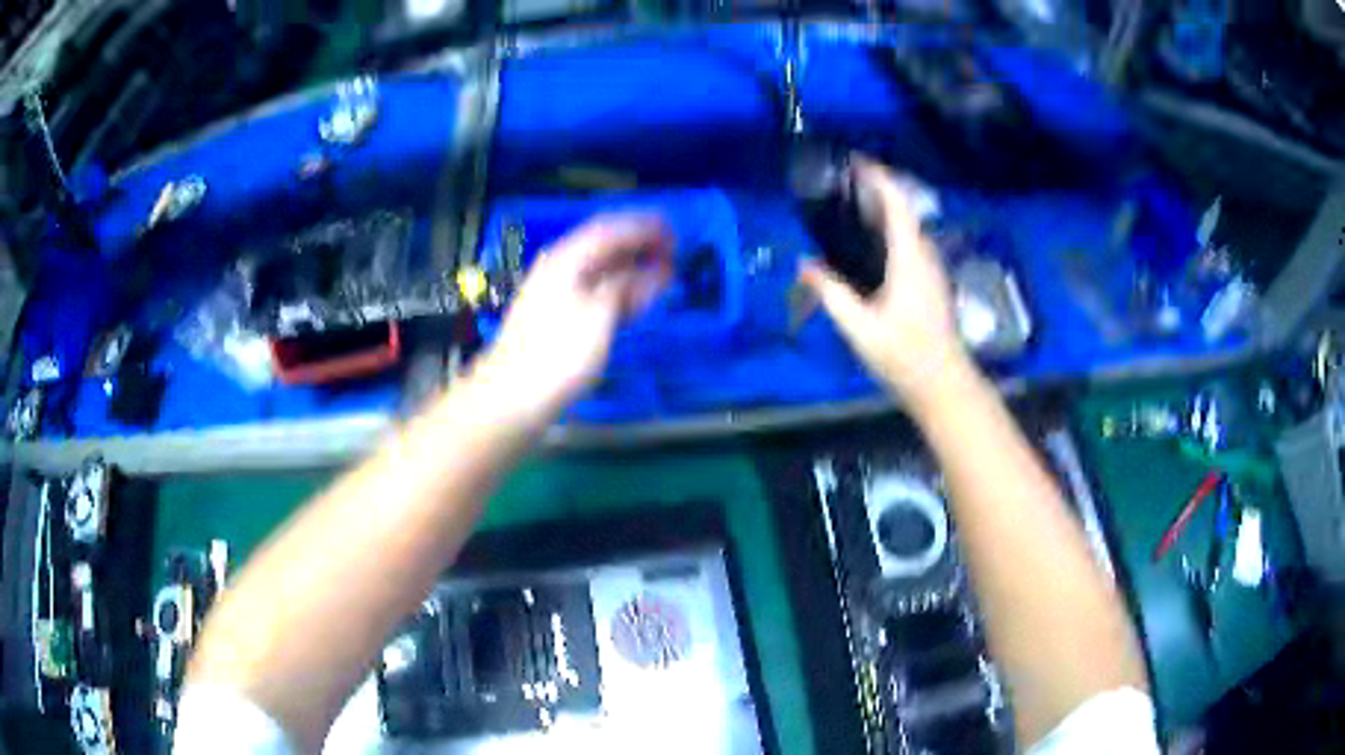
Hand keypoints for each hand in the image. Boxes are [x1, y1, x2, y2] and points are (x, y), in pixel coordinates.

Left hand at [470, 214, 672, 428]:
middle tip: (673, 253)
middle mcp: (561, 270)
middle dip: (640, 247)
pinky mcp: (559, 320)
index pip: (611, 229)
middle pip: (606, 248)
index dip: (644, 227)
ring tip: (663, 276)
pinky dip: (620, 293)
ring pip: (602, 272)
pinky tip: (636, 302)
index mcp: (568, 259)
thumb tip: (653, 270)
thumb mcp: (599, 314)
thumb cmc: (557, 354)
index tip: (674, 232)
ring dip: (633, 270)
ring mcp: (558, 295)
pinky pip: (597, 294)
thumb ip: (627, 285)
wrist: (512, 396)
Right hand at [798, 156, 971, 401]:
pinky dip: (892, 231)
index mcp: (910, 259)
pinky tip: (873, 246)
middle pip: (905, 211)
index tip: (856, 161)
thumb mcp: (860, 327)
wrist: (943, 384)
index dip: (879, 178)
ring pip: (910, 228)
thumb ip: (831, 293)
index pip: (898, 204)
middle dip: (879, 190)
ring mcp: (933, 271)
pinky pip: (911, 244)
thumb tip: (804, 265)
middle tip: (846, 184)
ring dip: (887, 211)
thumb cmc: (904, 355)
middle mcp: (926, 257)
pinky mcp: (932, 284)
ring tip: (855, 209)